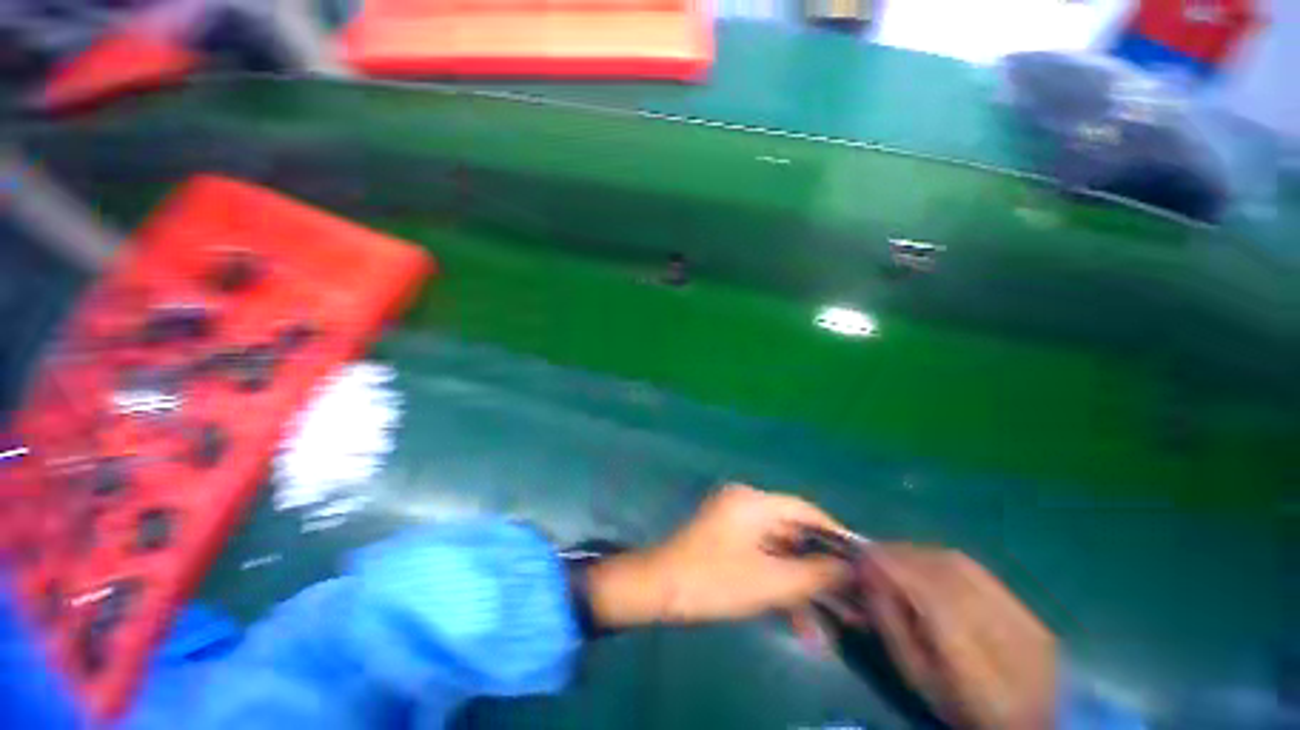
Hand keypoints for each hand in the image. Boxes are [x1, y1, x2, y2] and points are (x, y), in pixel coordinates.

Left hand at [587, 484, 849, 626]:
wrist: (658, 589)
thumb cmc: (713, 580)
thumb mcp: (769, 582)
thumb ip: (814, 574)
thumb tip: (850, 569)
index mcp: (753, 502)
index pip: (805, 509)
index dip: (835, 534)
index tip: (862, 560)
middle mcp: (746, 504)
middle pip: (794, 532)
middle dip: (821, 568)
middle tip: (852, 598)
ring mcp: (735, 522)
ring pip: (780, 550)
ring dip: (802, 583)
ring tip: (834, 621)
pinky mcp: (728, 540)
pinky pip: (762, 557)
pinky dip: (779, 583)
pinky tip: (800, 621)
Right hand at [837, 545, 1057, 729]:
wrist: (1029, 722)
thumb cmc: (958, 706)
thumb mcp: (917, 677)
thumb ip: (891, 626)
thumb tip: (866, 578)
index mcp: (973, 663)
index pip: (928, 596)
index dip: (891, 567)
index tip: (859, 555)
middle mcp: (1002, 631)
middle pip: (944, 572)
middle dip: (899, 554)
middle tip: (871, 554)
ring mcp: (1021, 616)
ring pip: (959, 564)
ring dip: (917, 552)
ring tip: (893, 556)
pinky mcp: (1026, 608)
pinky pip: (975, 569)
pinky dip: (940, 558)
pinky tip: (925, 563)